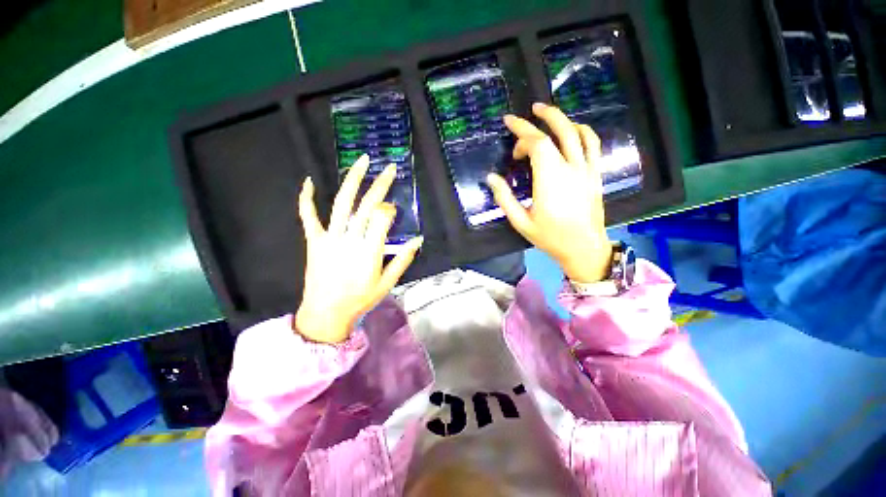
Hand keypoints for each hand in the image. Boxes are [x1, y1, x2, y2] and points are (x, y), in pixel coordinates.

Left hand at [295, 155, 422, 343]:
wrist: (326, 313)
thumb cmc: (360, 299)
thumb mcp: (387, 283)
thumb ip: (403, 260)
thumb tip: (418, 240)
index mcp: (370, 251)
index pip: (382, 218)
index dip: (390, 210)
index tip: (392, 210)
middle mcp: (350, 239)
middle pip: (366, 205)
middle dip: (380, 184)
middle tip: (390, 168)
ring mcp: (330, 238)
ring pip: (341, 203)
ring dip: (352, 180)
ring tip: (362, 162)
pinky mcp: (314, 241)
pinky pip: (308, 216)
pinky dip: (307, 198)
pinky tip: (309, 181)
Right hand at [486, 103, 611, 283]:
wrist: (584, 248)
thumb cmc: (550, 237)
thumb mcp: (521, 222)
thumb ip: (505, 198)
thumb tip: (491, 178)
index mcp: (549, 180)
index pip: (537, 145)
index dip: (522, 137)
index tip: (511, 141)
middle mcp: (570, 169)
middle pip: (556, 133)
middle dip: (538, 120)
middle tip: (526, 112)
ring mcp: (586, 170)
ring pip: (576, 133)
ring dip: (561, 118)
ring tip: (546, 111)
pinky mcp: (595, 174)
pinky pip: (593, 145)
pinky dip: (583, 131)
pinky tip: (574, 127)